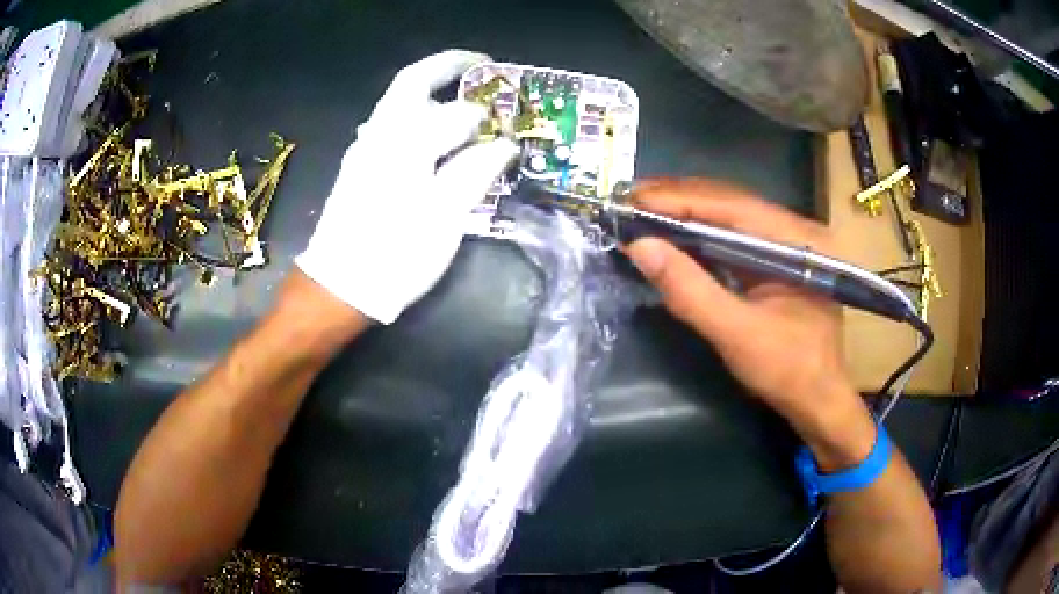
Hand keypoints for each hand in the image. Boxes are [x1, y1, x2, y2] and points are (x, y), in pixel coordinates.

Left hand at [295, 50, 517, 323]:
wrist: (341, 285)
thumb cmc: (396, 254)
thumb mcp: (445, 216)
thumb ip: (475, 171)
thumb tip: (503, 144)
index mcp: (405, 143)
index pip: (455, 112)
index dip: (486, 117)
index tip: (508, 125)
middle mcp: (381, 133)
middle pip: (413, 81)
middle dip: (448, 67)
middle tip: (481, 67)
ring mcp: (365, 146)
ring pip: (399, 100)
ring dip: (432, 88)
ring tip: (463, 95)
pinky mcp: (359, 163)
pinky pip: (391, 121)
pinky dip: (417, 112)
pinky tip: (434, 131)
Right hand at [625, 179, 860, 430]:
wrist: (817, 399)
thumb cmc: (787, 370)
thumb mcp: (736, 334)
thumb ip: (690, 290)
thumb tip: (640, 246)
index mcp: (797, 240)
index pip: (732, 206)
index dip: (679, 200)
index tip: (632, 200)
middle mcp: (795, 229)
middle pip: (730, 201)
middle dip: (678, 199)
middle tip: (629, 201)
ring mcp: (787, 242)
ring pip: (729, 214)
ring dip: (686, 211)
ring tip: (642, 210)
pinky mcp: (777, 258)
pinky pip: (733, 234)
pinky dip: (700, 232)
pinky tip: (674, 232)